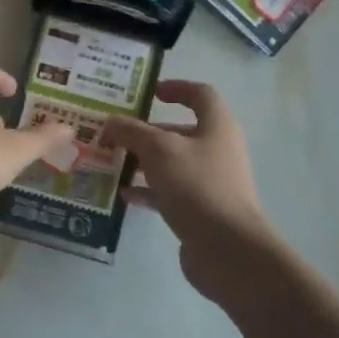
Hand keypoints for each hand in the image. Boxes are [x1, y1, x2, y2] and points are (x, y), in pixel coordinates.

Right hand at [100, 79, 286, 299]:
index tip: (149, 93)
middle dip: (147, 131)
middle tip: (116, 133)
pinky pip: (170, 192)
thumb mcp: (158, 150)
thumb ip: (131, 132)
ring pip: (172, 163)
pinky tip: (123, 195)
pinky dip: (147, 190)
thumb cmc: (196, 186)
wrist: (228, 250)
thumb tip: (110, 122)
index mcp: (217, 127)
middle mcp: (217, 150)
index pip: (200, 94)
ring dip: (143, 161)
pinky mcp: (201, 210)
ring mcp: (211, 182)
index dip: (176, 88)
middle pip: (181, 131)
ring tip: (112, 162)